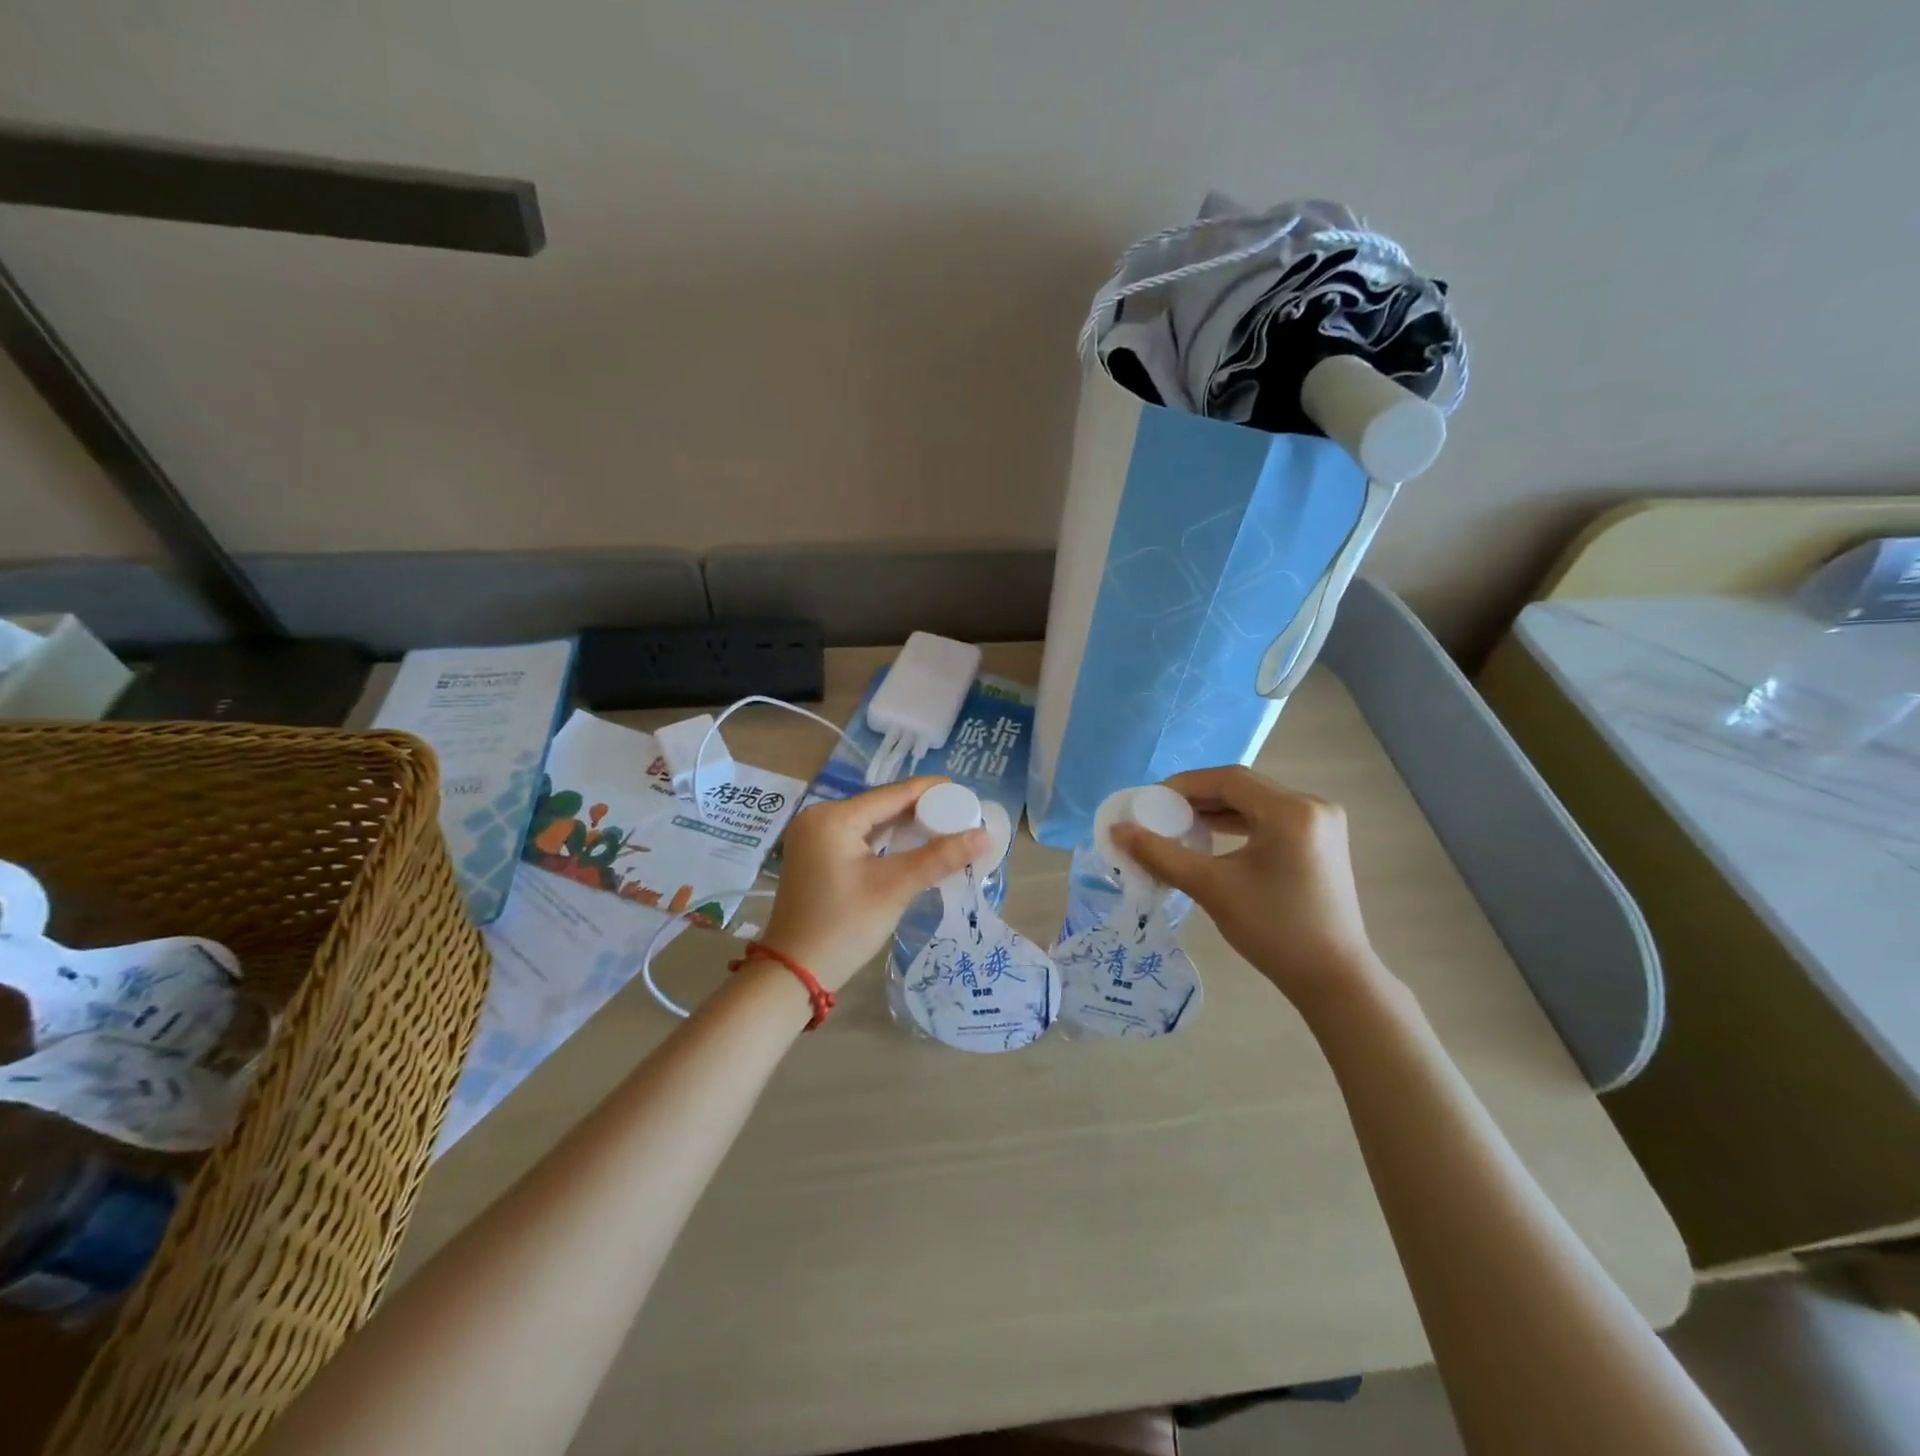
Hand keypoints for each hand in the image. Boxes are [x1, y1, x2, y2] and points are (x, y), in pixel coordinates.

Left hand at [757, 777, 989, 991]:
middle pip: (883, 805)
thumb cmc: (843, 925)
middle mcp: (820, 818)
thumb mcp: (894, 888)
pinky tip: (916, 846)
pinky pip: (861, 839)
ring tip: (948, 829)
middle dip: (923, 810)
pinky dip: (889, 842)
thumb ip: (939, 857)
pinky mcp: (818, 857)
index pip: (893, 793)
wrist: (794, 973)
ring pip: (873, 823)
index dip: (933, 792)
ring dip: (907, 827)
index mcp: (833, 817)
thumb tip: (984, 835)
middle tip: (963, 816)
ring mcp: (816, 838)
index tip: (968, 794)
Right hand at [1110, 766, 1382, 1009]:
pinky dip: (1239, 825)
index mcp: (1291, 810)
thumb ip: (1161, 854)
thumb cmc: (1273, 929)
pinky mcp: (1321, 843)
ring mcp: (1322, 825)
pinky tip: (1213, 838)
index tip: (1150, 801)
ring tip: (1180, 825)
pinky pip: (1271, 820)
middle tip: (1160, 814)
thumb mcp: (1212, 887)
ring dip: (1218, 811)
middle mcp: (1312, 806)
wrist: (1333, 979)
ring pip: (1257, 804)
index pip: (1228, 780)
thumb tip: (1117, 830)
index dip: (1184, 785)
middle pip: (1243, 788)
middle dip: (1198, 798)